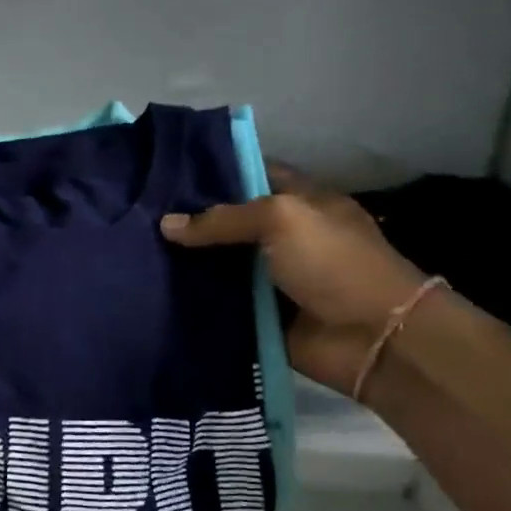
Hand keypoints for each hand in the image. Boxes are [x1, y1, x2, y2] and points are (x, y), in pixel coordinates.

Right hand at [160, 164, 426, 395]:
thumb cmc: (335, 264)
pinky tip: (155, 289)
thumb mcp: (282, 221)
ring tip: (137, 252)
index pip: (253, 175)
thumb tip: (166, 224)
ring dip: (187, 262)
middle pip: (230, 223)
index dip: (216, 171)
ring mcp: (271, 278)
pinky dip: (194, 299)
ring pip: (219, 264)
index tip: (168, 174)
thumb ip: (223, 220)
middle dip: (191, 220)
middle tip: (141, 215)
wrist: (373, 339)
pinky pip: (219, 303)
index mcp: (302, 203)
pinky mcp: (259, 315)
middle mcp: (285, 237)